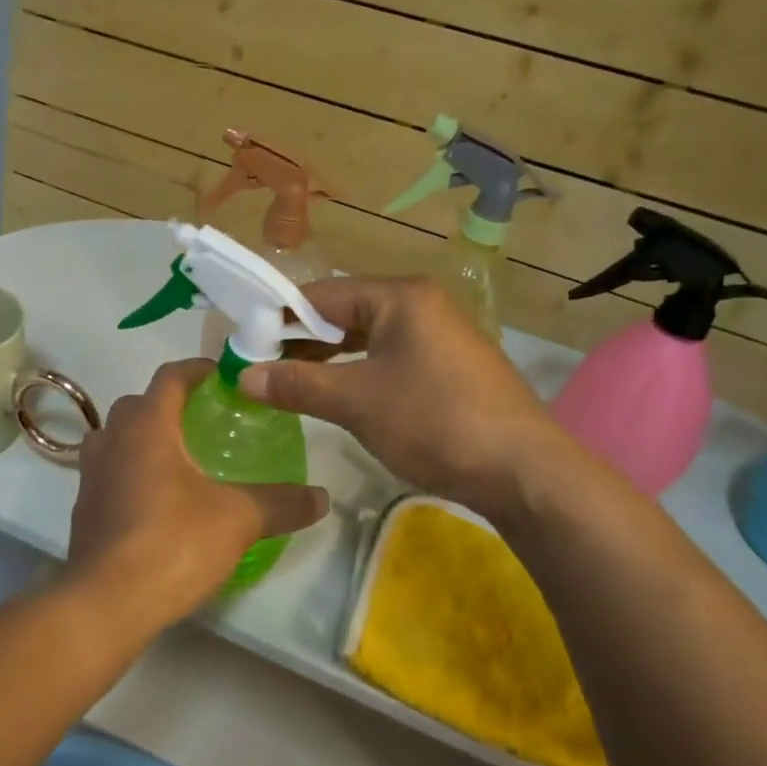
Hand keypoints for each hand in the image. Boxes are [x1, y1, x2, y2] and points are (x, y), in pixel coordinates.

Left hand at [64, 359, 329, 632]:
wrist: (106, 604)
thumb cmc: (173, 543)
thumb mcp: (239, 520)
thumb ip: (281, 502)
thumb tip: (322, 497)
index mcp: (148, 426)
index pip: (170, 376)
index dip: (197, 369)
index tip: (222, 376)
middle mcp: (113, 438)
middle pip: (140, 404)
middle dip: (170, 405)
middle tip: (205, 421)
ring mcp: (91, 474)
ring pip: (117, 437)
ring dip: (144, 438)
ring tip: (180, 459)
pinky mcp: (83, 508)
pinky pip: (109, 472)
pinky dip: (131, 472)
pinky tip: (156, 501)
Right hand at [239, 277, 580, 524]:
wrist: (524, 471)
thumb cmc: (435, 422)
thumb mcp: (357, 402)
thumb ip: (298, 384)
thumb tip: (242, 375)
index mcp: (400, 297)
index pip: (322, 294)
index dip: (278, 317)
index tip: (243, 342)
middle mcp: (420, 305)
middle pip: (344, 313)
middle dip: (300, 340)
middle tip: (259, 366)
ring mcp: (438, 335)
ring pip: (366, 338)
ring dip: (326, 359)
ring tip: (287, 382)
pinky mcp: (448, 366)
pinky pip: (388, 358)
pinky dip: (356, 372)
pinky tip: (335, 394)